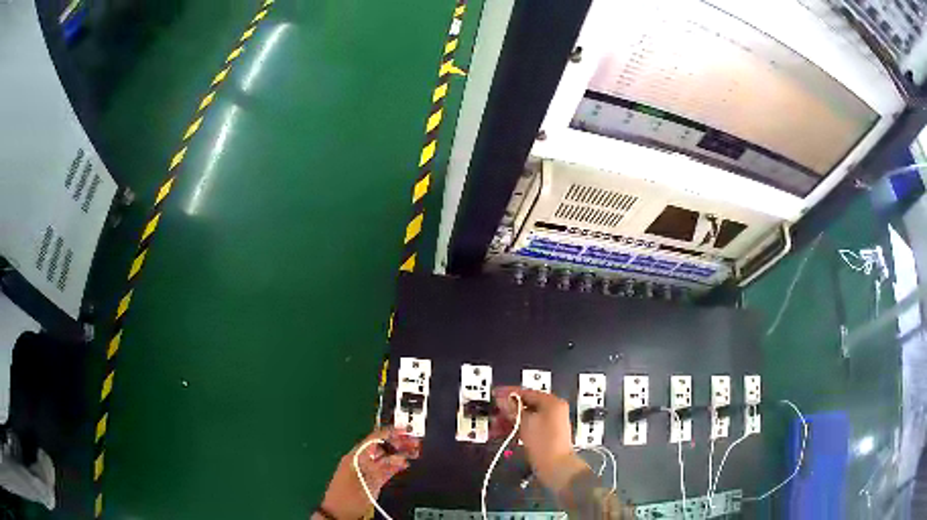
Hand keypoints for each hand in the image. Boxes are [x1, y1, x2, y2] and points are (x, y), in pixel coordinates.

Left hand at [316, 428, 419, 518]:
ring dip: (399, 453)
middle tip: (416, 442)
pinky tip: (406, 463)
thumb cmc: (348, 497)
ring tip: (415, 451)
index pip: (374, 439)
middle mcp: (361, 459)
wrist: (339, 513)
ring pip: (385, 456)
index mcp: (356, 456)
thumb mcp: (366, 482)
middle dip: (398, 442)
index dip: (390, 433)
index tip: (407, 431)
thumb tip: (401, 459)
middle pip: (381, 446)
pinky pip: (385, 467)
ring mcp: (367, 469)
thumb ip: (383, 469)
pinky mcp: (371, 479)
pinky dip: (396, 464)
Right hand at [492, 387, 587, 492]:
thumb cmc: (543, 442)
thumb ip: (513, 409)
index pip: (527, 392)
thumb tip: (502, 398)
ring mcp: (550, 423)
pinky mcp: (545, 434)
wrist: (556, 466)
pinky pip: (528, 426)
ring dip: (509, 420)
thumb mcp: (525, 422)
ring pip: (525, 416)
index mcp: (552, 402)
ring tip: (494, 426)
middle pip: (526, 404)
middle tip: (493, 413)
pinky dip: (516, 427)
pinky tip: (503, 432)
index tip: (494, 394)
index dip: (508, 393)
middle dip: (507, 410)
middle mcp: (553, 410)